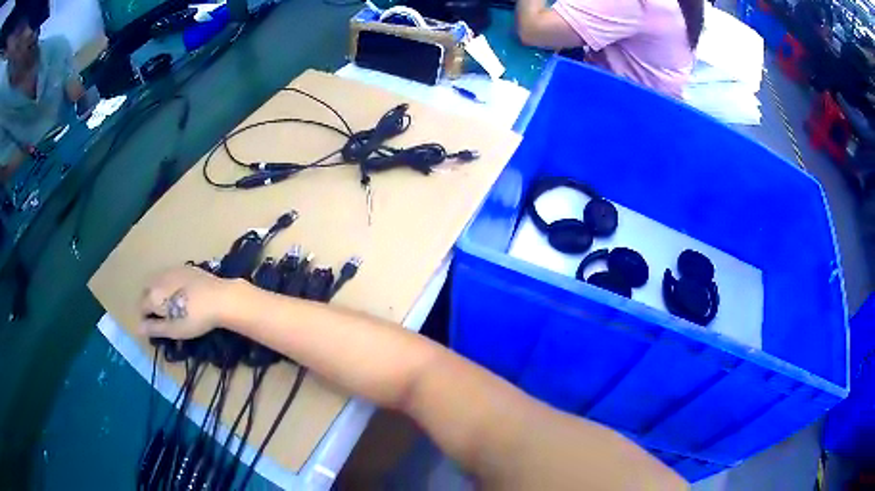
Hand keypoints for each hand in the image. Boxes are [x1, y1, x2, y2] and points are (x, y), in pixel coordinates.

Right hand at [139, 266, 233, 339]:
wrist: (220, 298)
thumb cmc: (194, 318)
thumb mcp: (173, 329)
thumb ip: (153, 328)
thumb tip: (137, 328)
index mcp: (153, 295)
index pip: (141, 307)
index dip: (145, 318)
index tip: (153, 327)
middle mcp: (158, 279)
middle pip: (147, 290)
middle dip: (148, 301)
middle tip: (159, 315)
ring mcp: (172, 270)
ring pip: (157, 280)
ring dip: (157, 291)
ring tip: (168, 304)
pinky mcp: (185, 267)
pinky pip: (170, 275)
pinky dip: (169, 283)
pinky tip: (180, 292)